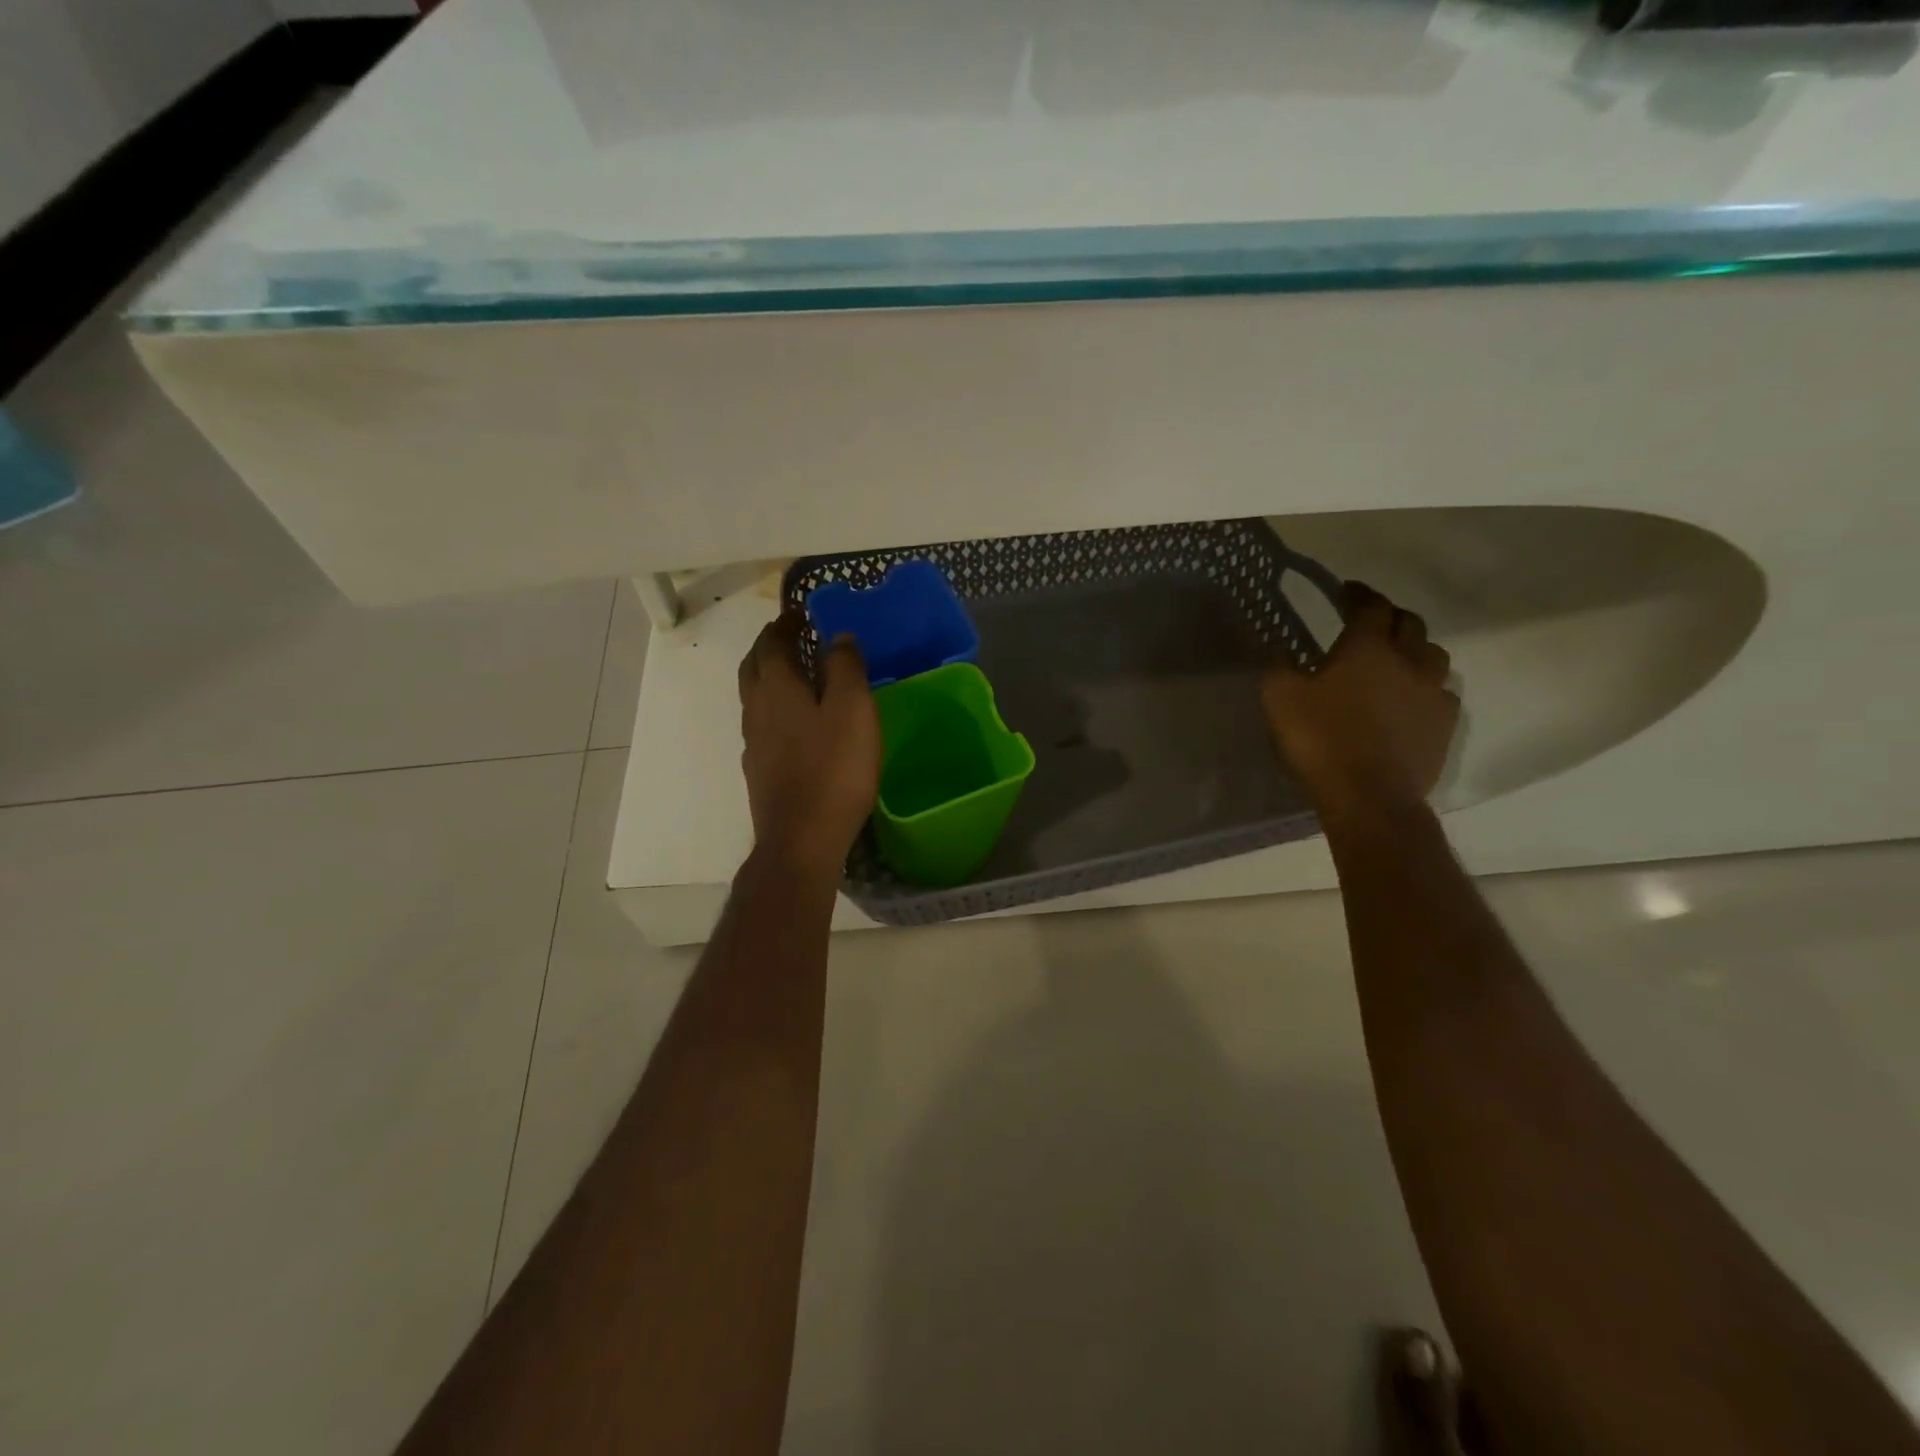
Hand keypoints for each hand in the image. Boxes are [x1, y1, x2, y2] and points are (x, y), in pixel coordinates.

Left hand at [738, 612, 880, 885]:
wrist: (801, 839)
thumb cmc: (833, 769)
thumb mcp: (852, 710)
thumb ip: (845, 668)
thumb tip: (838, 637)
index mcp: (777, 688)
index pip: (772, 643)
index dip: (785, 625)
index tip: (799, 613)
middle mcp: (756, 710)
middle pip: (754, 667)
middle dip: (769, 647)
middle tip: (791, 637)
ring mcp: (754, 743)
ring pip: (754, 697)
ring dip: (769, 677)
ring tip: (795, 675)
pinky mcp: (760, 771)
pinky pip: (762, 725)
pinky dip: (774, 709)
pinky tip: (794, 724)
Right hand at [1262, 582, 1459, 825]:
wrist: (1369, 796)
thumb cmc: (1321, 740)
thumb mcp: (1279, 697)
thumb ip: (1278, 665)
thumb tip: (1276, 645)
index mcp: (1368, 648)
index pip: (1370, 606)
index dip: (1358, 594)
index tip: (1345, 591)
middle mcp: (1408, 661)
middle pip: (1410, 624)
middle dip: (1389, 617)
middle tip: (1370, 621)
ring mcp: (1433, 693)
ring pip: (1433, 655)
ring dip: (1414, 649)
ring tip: (1396, 658)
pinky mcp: (1444, 725)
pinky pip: (1441, 693)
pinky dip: (1426, 687)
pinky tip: (1411, 699)